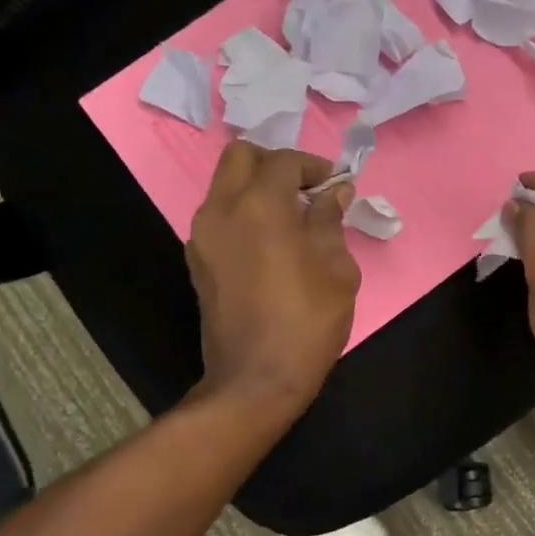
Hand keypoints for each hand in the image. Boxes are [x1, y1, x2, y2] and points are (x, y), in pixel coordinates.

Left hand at [188, 143, 359, 413]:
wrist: (256, 378)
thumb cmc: (307, 321)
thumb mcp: (337, 269)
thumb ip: (330, 221)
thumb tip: (333, 192)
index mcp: (260, 206)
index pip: (283, 161)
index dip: (313, 166)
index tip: (334, 185)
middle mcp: (222, 210)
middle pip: (240, 157)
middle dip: (274, 163)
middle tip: (304, 190)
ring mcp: (203, 236)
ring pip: (224, 185)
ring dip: (256, 188)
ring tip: (291, 218)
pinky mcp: (197, 260)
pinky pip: (219, 216)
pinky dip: (243, 213)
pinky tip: (270, 243)